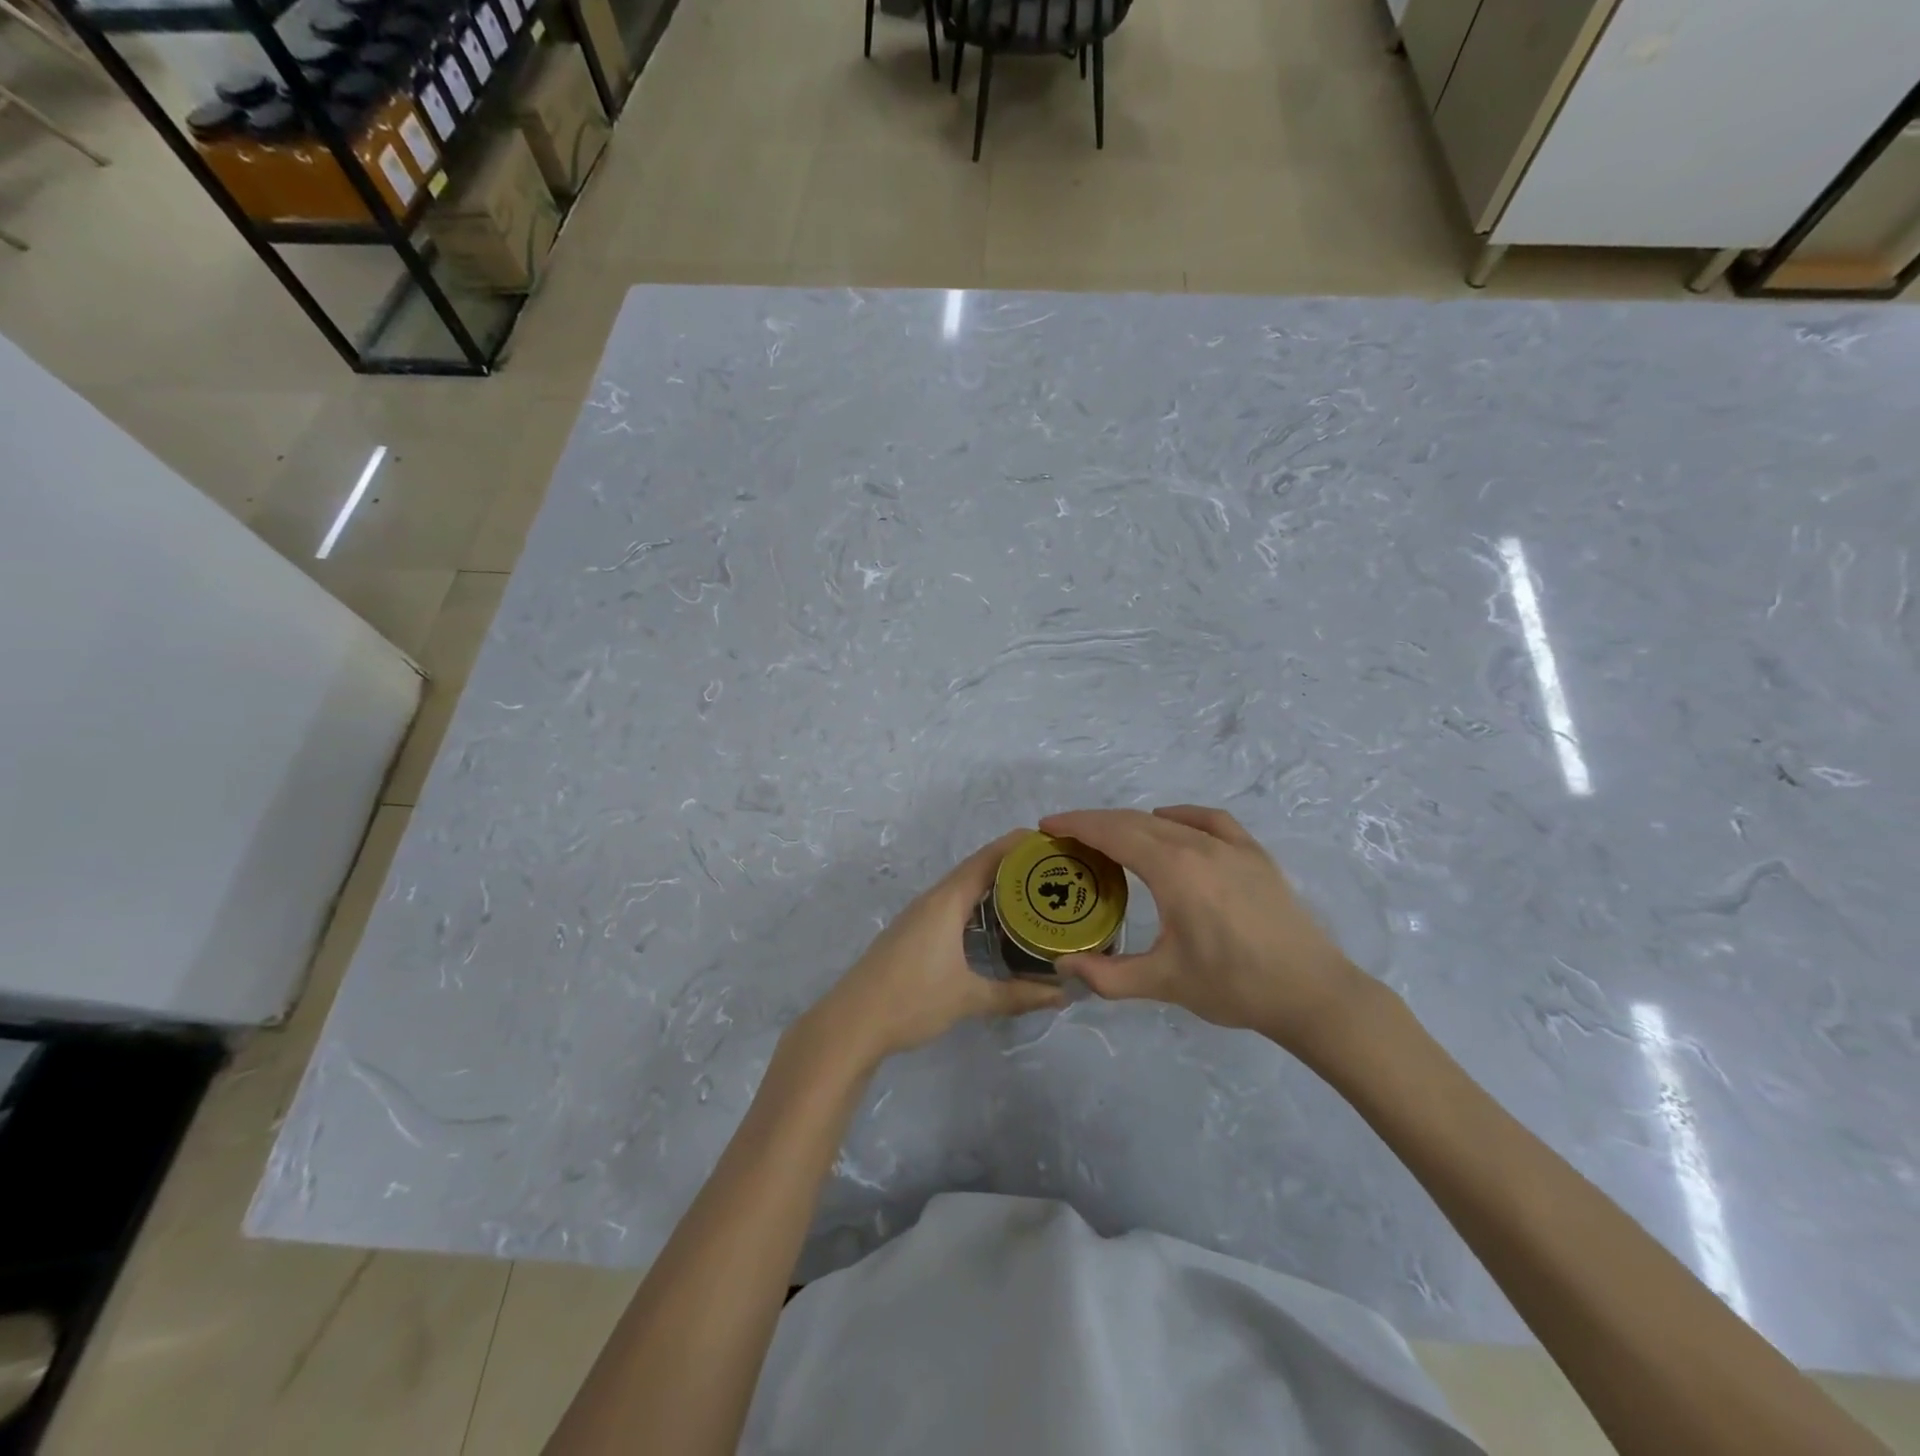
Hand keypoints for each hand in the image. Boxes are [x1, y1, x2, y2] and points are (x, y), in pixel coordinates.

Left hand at [799, 830, 1066, 1073]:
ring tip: (1030, 892)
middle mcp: (932, 900)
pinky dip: (976, 904)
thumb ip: (1017, 995)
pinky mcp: (911, 932)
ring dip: (992, 885)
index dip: (1017, 846)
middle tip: (1051, 869)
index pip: (987, 860)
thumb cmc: (911, 1001)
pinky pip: (951, 905)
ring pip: (961, 888)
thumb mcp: (969, 999)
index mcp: (946, 902)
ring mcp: (918, 915)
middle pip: (975, 869)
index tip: (1049, 840)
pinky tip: (992, 923)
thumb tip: (1062, 995)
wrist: (852, 1023)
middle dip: (1011, 865)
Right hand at [1039, 806, 1372, 1052]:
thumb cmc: (1234, 986)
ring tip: (1109, 838)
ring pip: (1168, 821)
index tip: (1047, 825)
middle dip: (1095, 823)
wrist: (1311, 993)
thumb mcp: (1164, 983)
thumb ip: (1107, 975)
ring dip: (1131, 822)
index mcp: (1173, 870)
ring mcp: (1231, 846)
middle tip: (1066, 836)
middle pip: (1135, 821)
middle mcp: (1198, 845)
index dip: (1076, 825)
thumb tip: (1062, 967)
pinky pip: (1209, 820)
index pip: (1113, 833)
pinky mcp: (1254, 854)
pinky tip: (1170, 824)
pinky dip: (1180, 816)